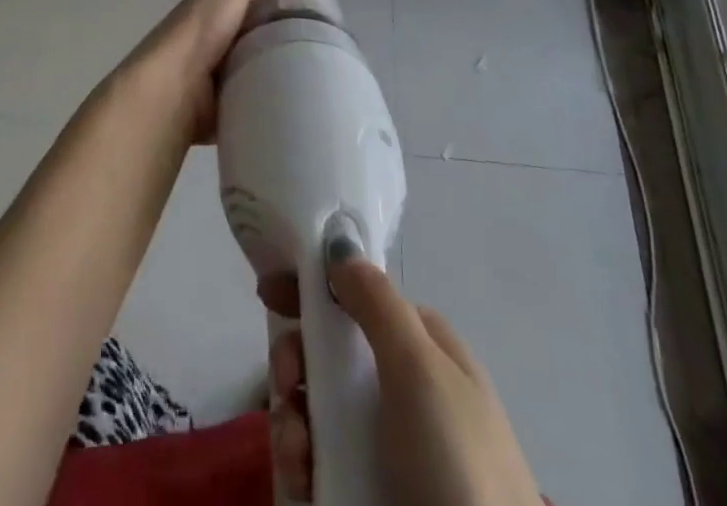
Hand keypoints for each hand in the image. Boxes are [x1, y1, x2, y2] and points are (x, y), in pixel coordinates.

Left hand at [112, 0, 308, 144]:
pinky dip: (276, 93)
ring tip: (326, 63)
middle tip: (332, 34)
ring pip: (263, 62)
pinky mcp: (229, 103)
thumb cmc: (199, 31)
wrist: (171, 91)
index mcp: (216, 5)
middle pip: (262, 28)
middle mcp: (219, 35)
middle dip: (290, 29)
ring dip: (285, 63)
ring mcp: (223, 72)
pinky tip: (306, 94)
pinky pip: (259, 94)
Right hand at [265, 245, 542, 505]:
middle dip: (296, 360)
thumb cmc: (457, 465)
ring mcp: (381, 451)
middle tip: (284, 379)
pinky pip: (315, 464)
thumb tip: (339, 246)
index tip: (269, 292)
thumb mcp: (420, 369)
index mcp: (423, 352)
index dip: (316, 290)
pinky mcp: (361, 496)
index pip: (360, 300)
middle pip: (330, 354)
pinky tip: (301, 480)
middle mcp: (401, 394)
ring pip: (315, 411)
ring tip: (295, 451)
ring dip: (292, 421)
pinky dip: (298, 466)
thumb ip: (376, 301)